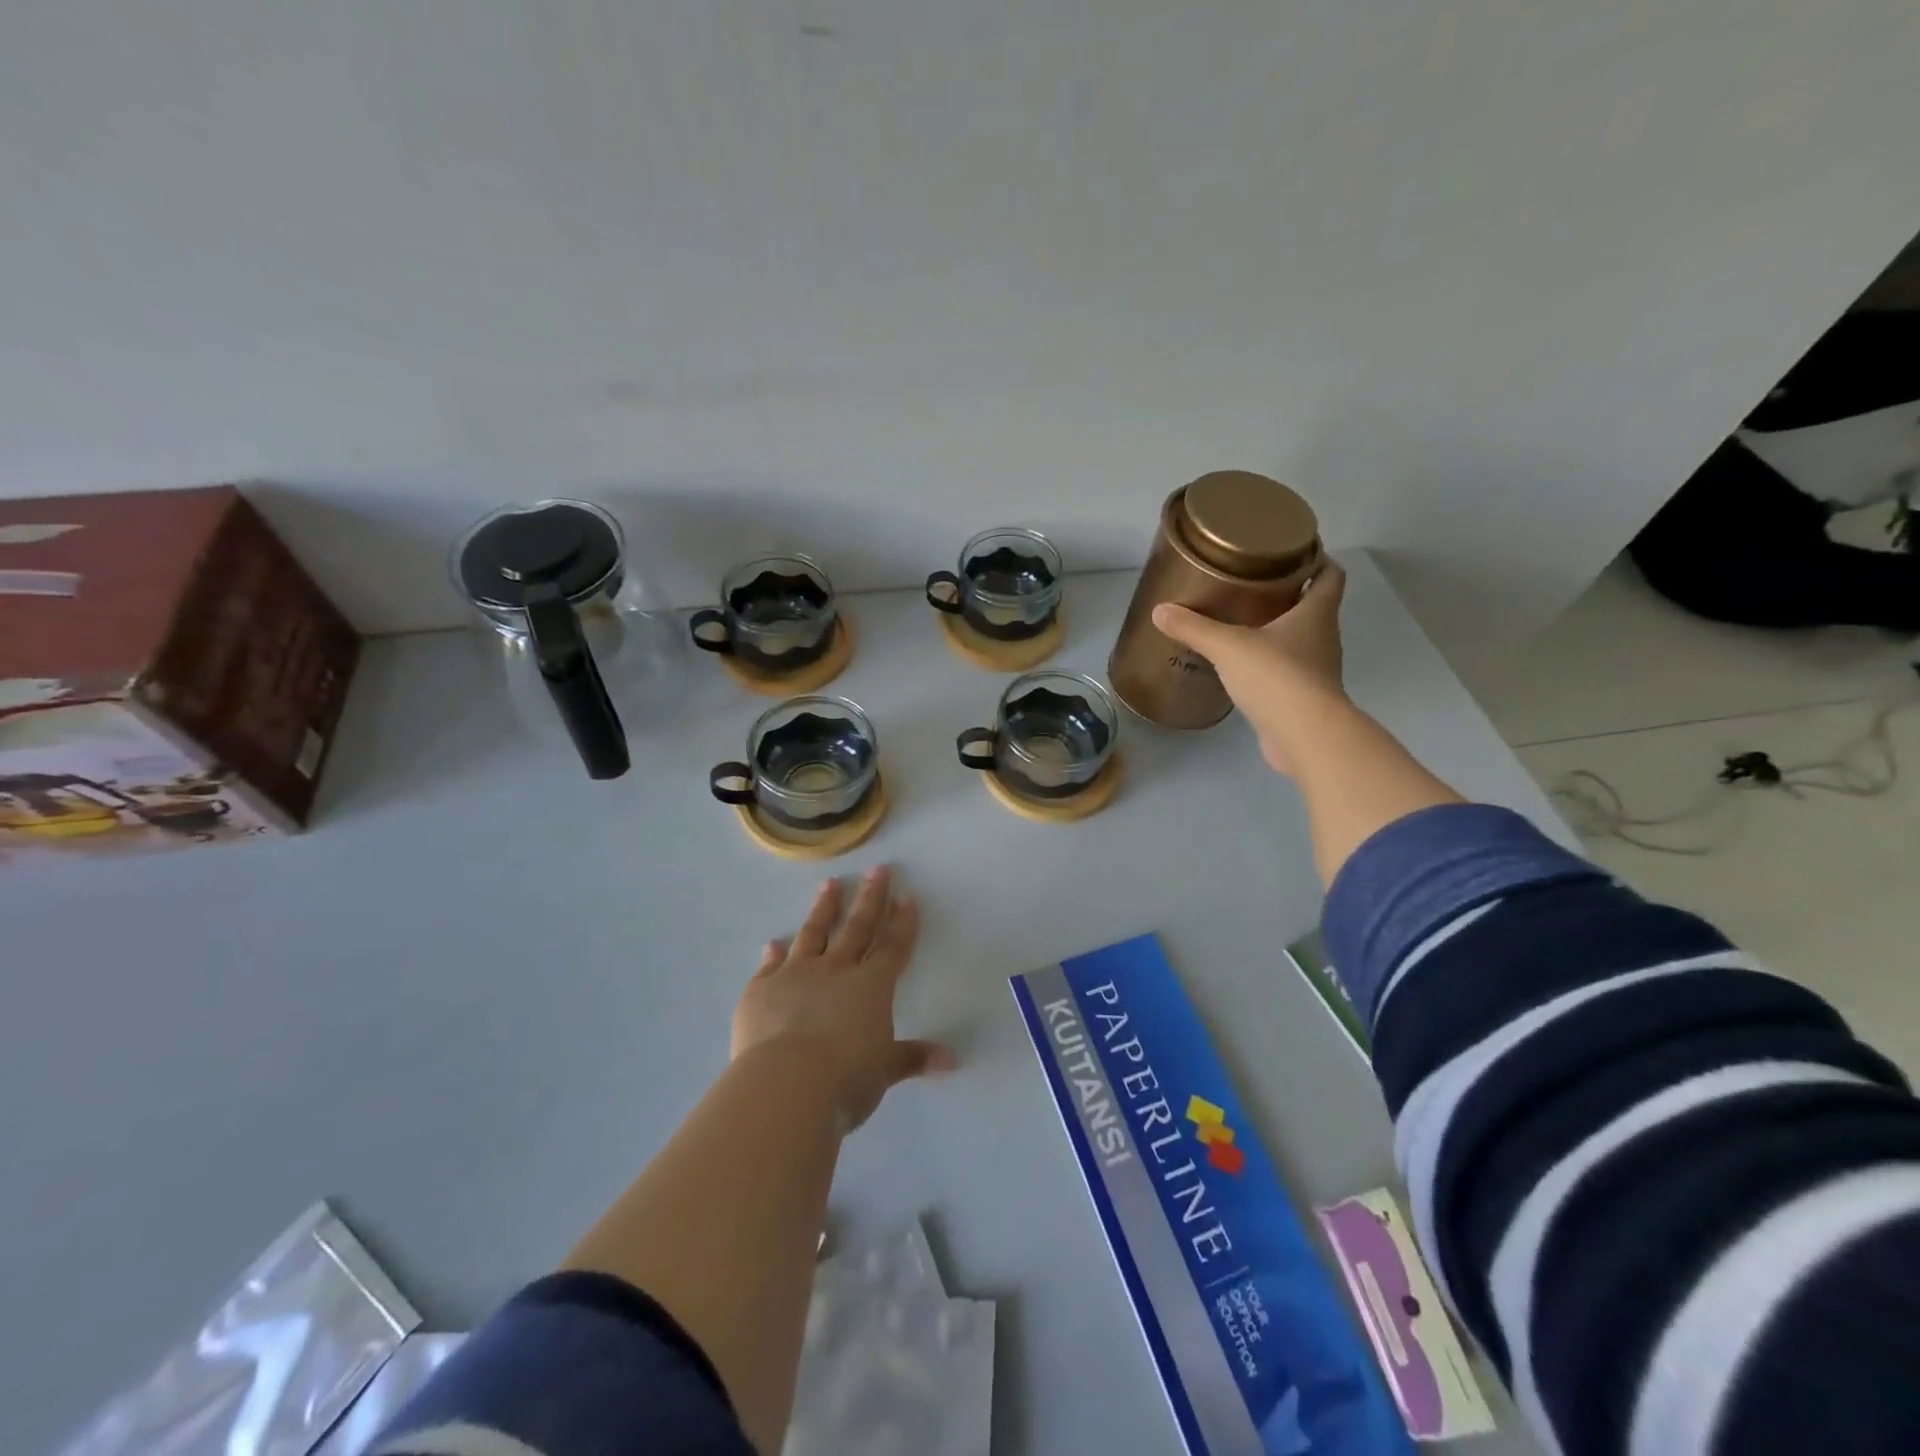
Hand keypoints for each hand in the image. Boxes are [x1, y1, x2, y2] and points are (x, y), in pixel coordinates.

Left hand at [731, 866, 953, 1131]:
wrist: (785, 1085)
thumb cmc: (845, 1079)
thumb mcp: (884, 1072)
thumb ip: (913, 1058)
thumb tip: (953, 1061)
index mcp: (871, 986)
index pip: (892, 947)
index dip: (901, 922)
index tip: (906, 896)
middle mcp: (835, 970)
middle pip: (857, 928)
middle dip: (870, 898)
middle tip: (877, 870)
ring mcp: (795, 975)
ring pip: (813, 933)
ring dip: (823, 908)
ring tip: (829, 884)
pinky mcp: (761, 989)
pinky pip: (770, 965)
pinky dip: (773, 953)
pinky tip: (773, 942)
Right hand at [1151, 560, 1349, 776]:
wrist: (1305, 736)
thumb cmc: (1277, 677)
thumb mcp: (1228, 646)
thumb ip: (1194, 628)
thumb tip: (1160, 611)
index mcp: (1316, 613)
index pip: (1330, 574)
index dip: (1317, 559)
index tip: (1292, 551)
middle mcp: (1323, 637)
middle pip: (1313, 605)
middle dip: (1288, 593)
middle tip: (1251, 583)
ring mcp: (1316, 670)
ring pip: (1299, 639)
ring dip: (1277, 629)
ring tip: (1240, 621)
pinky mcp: (1302, 697)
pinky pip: (1286, 669)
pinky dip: (1268, 662)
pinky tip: (1240, 664)